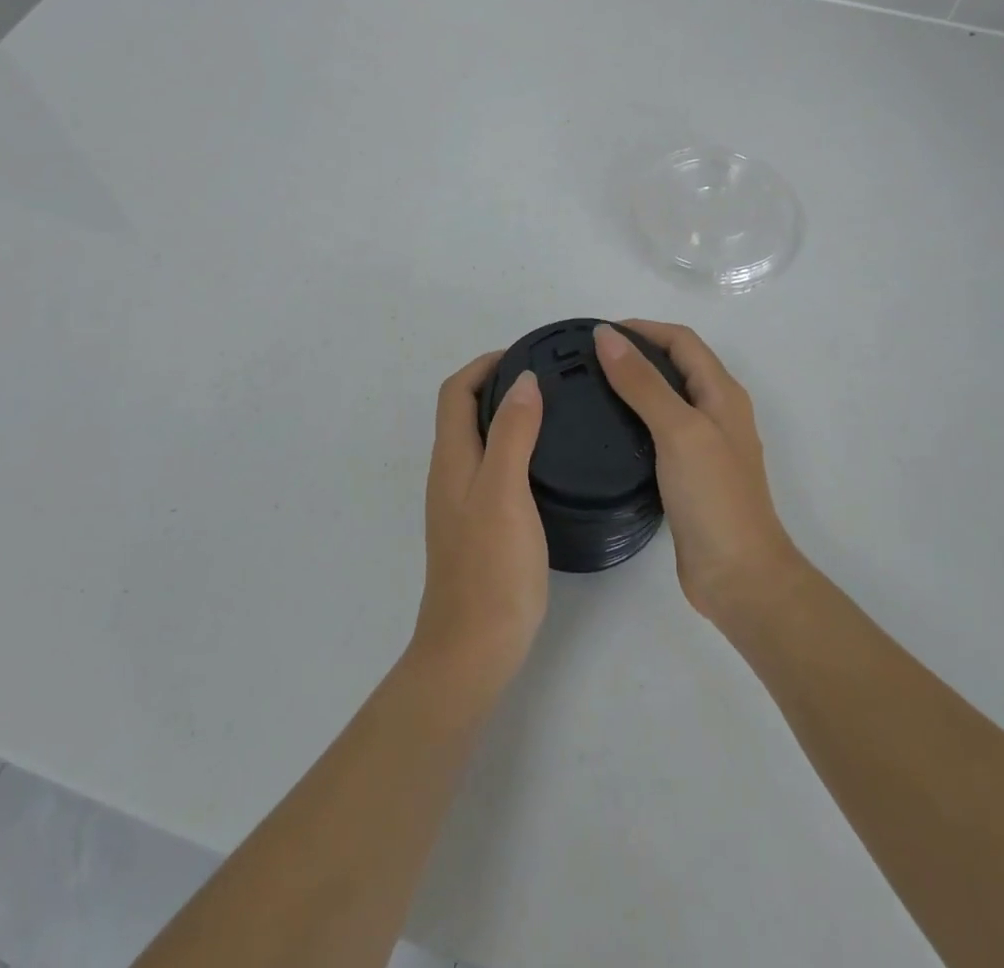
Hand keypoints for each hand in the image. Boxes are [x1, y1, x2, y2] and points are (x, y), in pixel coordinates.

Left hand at [407, 353, 547, 703]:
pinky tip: (546, 461)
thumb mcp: (504, 491)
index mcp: (451, 459)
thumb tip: (522, 380)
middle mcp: (451, 473)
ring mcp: (462, 501)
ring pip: (479, 439)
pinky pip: (492, 466)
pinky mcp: (479, 524)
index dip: (483, 365)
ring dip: (505, 414)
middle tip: (547, 378)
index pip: (455, 391)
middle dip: (496, 384)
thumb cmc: (491, 568)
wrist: (474, 648)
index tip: (524, 354)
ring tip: (552, 410)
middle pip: (463, 411)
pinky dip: (513, 446)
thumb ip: (512, 433)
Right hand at [593, 321, 800, 625]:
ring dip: (634, 385)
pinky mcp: (689, 474)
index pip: (682, 340)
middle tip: (586, 360)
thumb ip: (643, 382)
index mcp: (722, 393)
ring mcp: (704, 444)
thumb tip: (607, 336)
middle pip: (675, 365)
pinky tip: (607, 432)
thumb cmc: (713, 496)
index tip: (599, 333)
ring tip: (589, 389)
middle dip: (636, 353)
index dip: (643, 328)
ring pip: (666, 398)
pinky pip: (659, 431)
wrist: (738, 575)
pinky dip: (634, 419)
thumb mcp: (678, 430)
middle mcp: (716, 411)